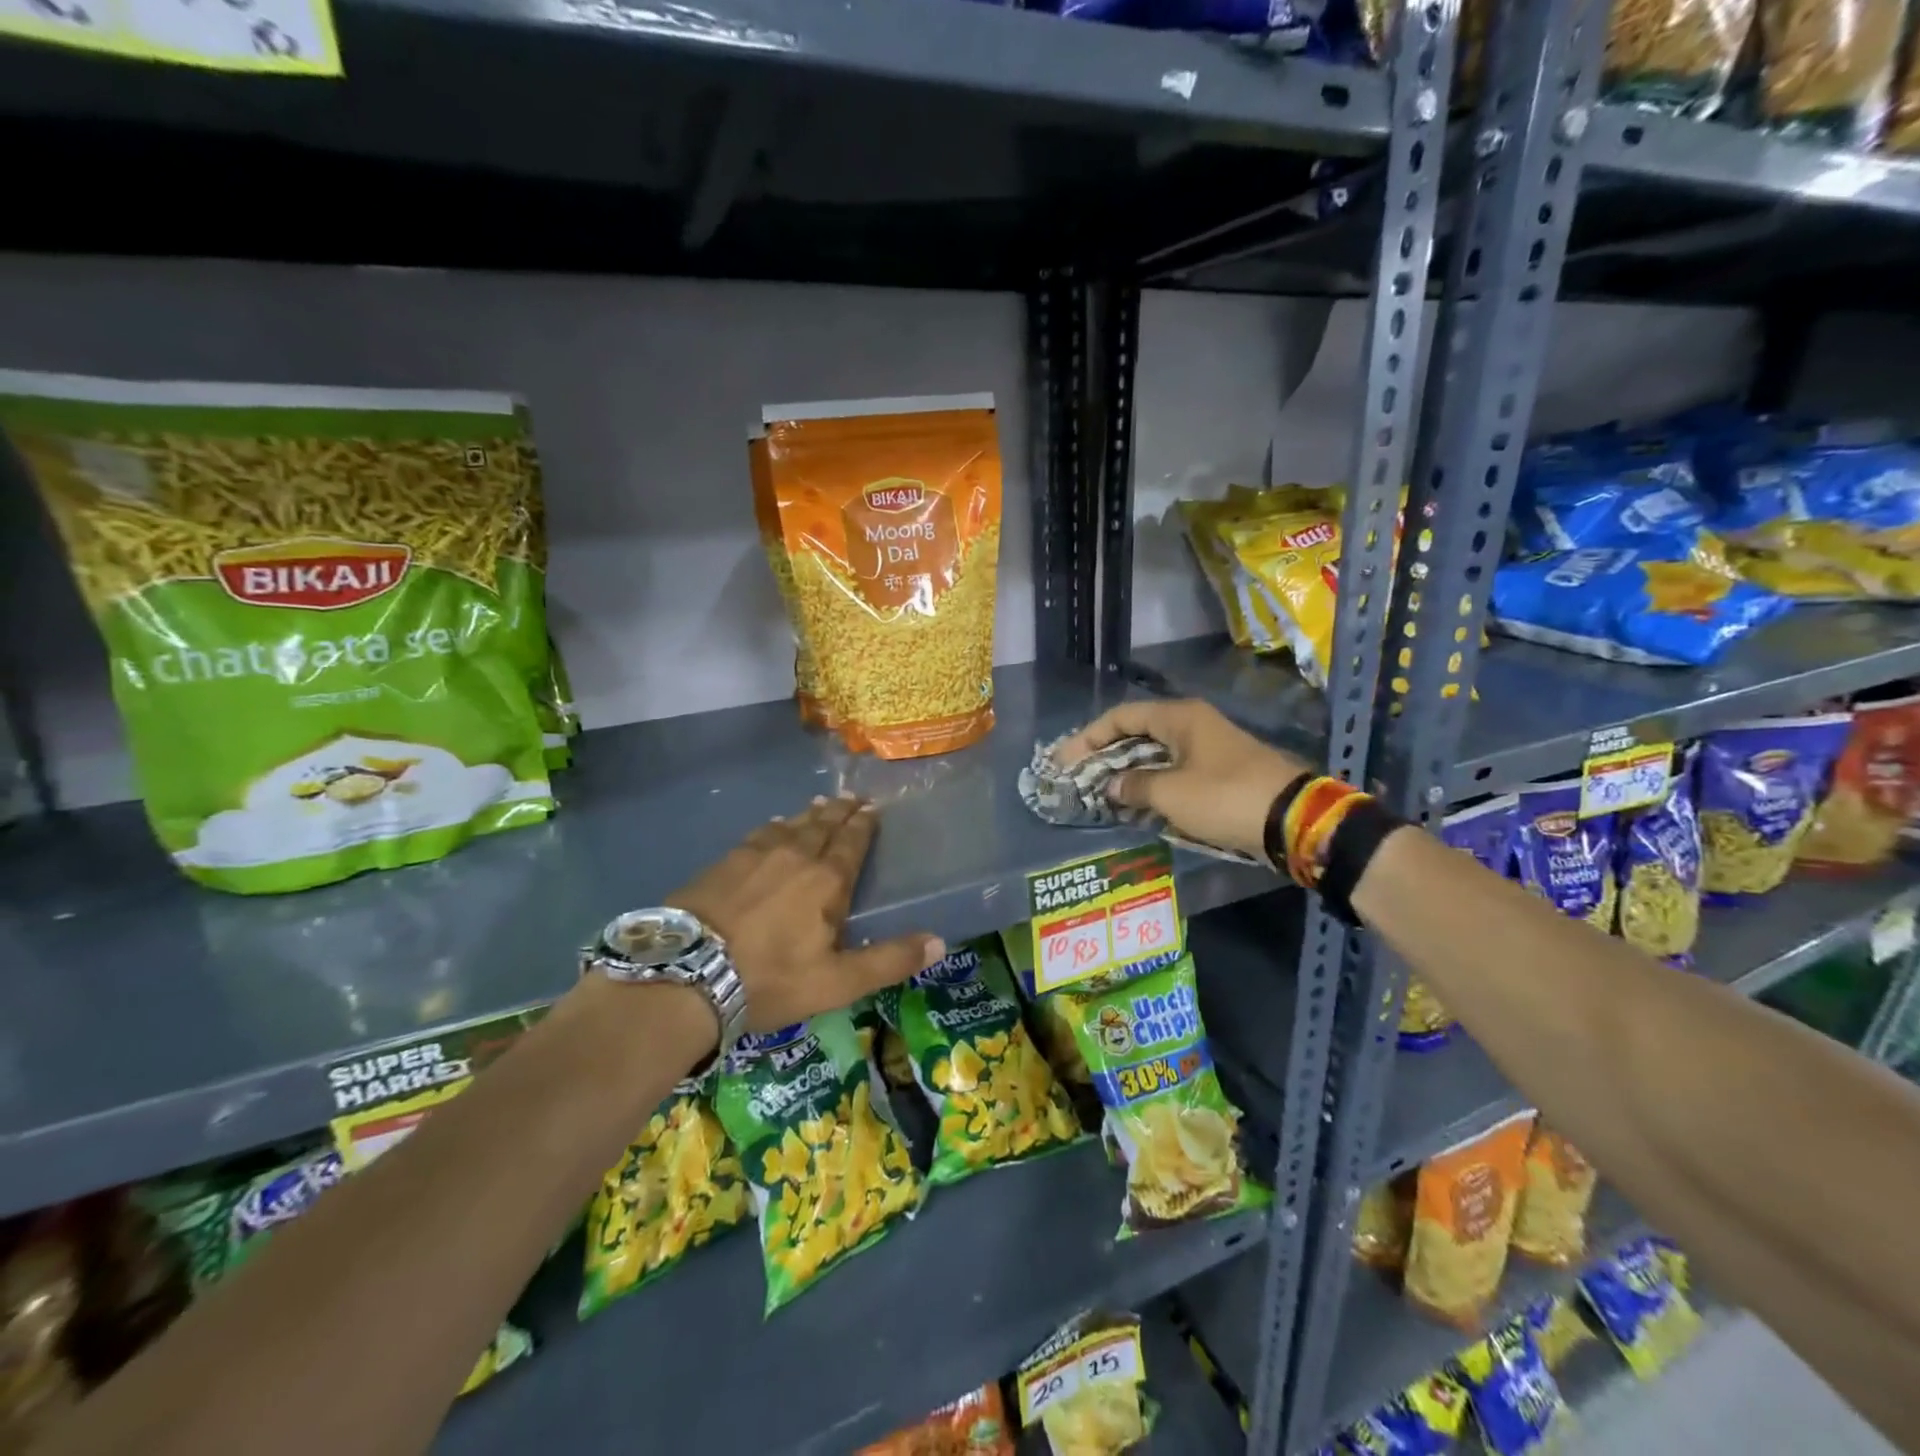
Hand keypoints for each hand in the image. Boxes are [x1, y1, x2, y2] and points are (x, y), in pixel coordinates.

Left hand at [668, 794, 944, 1032]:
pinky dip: (775, 825)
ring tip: (820, 805)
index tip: (872, 807)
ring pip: (791, 825)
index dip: (864, 824)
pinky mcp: (724, 861)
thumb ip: (889, 960)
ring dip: (810, 815)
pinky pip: (759, 833)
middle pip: (823, 825)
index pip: (852, 842)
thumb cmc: (769, 979)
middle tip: (852, 797)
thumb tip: (939, 940)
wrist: (686, 973)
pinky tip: (774, 825)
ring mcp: (756, 854)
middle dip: (841, 811)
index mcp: (827, 880)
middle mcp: (796, 855)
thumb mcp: (837, 982)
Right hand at [1056, 699, 1312, 864]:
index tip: (1065, 760)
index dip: (1089, 737)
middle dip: (1105, 754)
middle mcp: (1193, 724)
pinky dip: (1151, 783)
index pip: (1121, 717)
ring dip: (1128, 771)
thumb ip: (1133, 786)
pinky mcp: (1220, 771)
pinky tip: (1136, 802)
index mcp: (1179, 717)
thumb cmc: (1224, 797)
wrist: (1293, 819)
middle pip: (1137, 733)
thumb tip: (1111, 786)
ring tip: (1101, 792)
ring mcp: (1209, 747)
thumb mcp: (1171, 793)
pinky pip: (1174, 770)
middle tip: (1078, 776)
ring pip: (1156, 753)